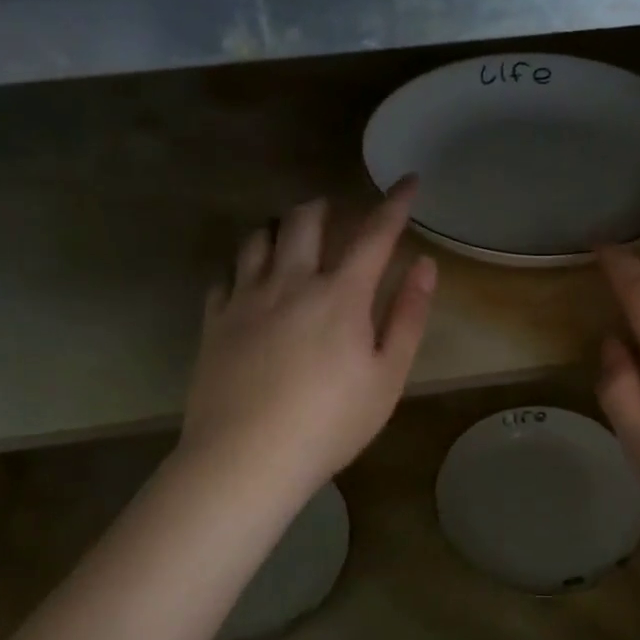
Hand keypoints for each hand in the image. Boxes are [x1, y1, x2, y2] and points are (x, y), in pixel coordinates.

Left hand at [180, 179, 436, 507]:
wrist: (246, 458)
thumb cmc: (330, 422)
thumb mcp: (387, 376)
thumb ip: (408, 316)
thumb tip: (424, 265)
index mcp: (340, 294)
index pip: (374, 233)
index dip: (395, 203)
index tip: (408, 181)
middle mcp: (291, 281)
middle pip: (305, 220)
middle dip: (326, 207)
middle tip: (338, 213)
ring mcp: (246, 298)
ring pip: (258, 237)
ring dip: (280, 226)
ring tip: (290, 236)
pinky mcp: (215, 320)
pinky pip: (226, 274)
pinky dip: (243, 266)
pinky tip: (248, 280)